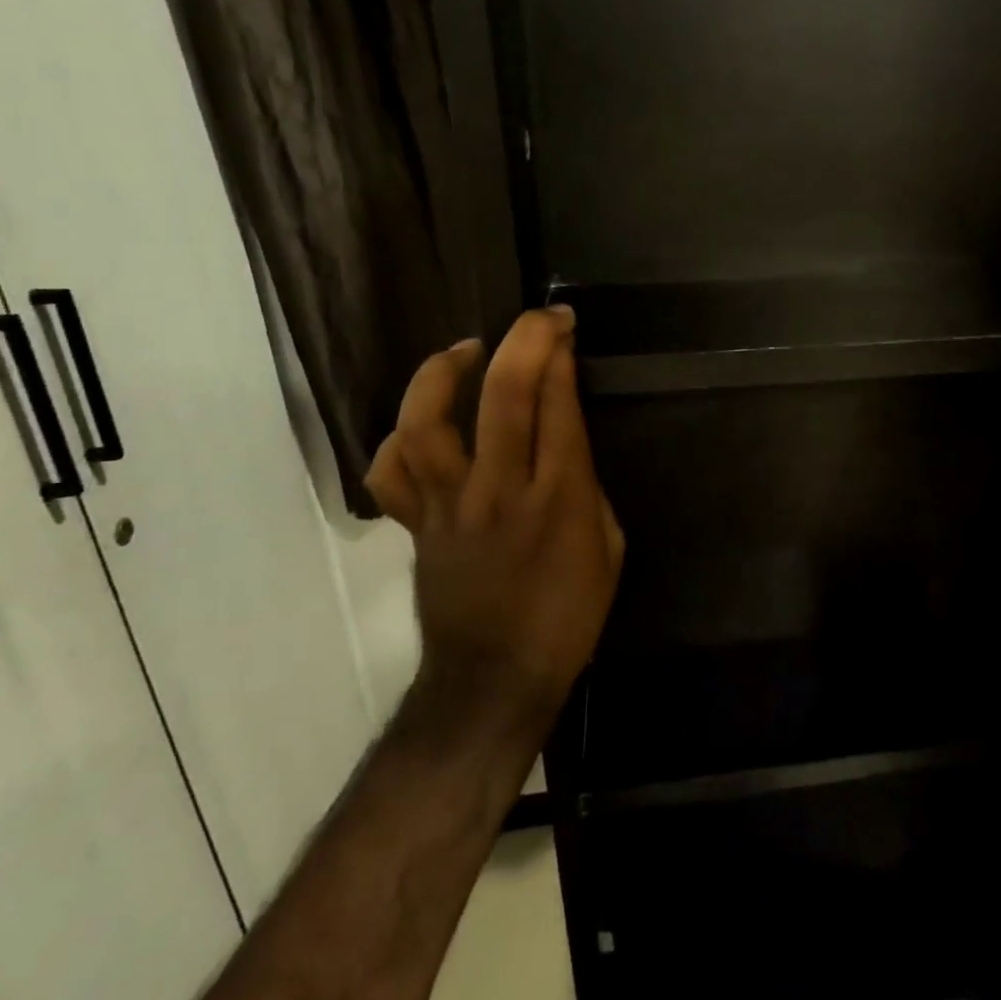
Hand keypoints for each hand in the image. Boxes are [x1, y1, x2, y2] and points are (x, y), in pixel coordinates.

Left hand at [363, 307, 623, 717]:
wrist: (494, 680)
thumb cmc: (568, 617)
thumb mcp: (609, 549)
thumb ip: (588, 491)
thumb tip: (566, 452)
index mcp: (560, 499)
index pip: (557, 405)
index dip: (560, 356)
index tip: (564, 327)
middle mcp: (501, 490)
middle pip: (504, 395)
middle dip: (524, 341)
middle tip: (539, 320)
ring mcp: (450, 506)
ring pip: (429, 422)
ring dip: (445, 371)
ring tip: (466, 350)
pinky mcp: (416, 525)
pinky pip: (391, 472)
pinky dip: (399, 438)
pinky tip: (422, 423)